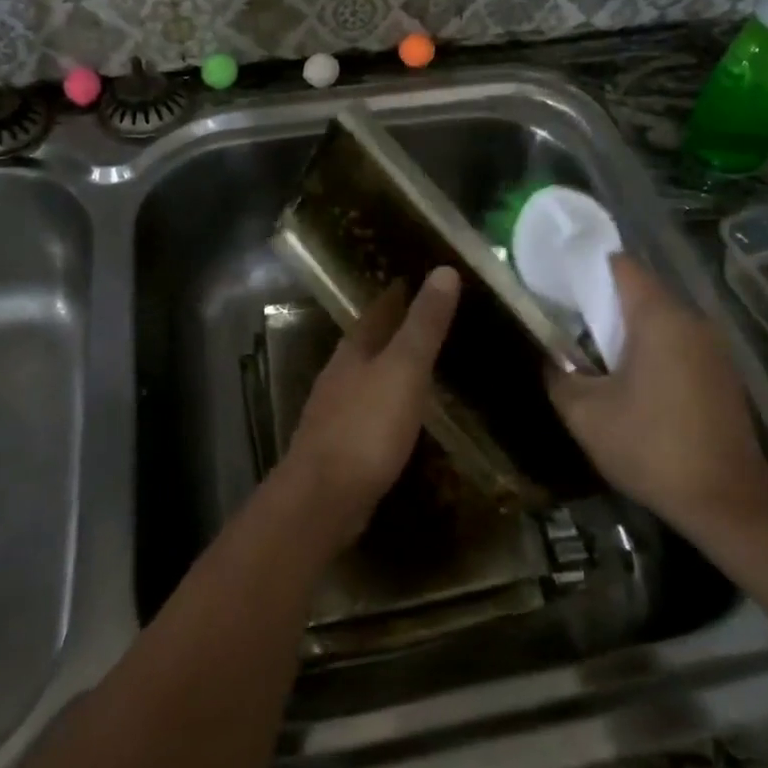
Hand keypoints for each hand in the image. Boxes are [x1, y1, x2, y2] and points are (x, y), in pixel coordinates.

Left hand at [280, 267, 460, 550]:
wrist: (323, 497)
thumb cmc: (367, 427)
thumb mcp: (403, 370)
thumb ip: (423, 324)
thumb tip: (444, 270)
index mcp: (354, 350)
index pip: (378, 309)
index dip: (398, 292)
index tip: (420, 277)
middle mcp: (340, 373)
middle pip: (369, 340)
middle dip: (394, 327)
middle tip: (429, 317)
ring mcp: (335, 409)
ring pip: (366, 375)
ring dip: (389, 365)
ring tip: (421, 362)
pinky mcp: (339, 444)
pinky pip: (368, 409)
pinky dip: (387, 400)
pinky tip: (402, 413)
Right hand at [548, 256, 767, 537]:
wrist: (728, 502)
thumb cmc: (651, 447)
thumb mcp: (586, 415)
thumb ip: (559, 376)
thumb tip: (551, 358)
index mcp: (659, 317)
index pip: (621, 266)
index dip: (587, 268)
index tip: (560, 285)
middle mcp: (692, 321)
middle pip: (641, 291)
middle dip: (604, 303)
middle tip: (568, 324)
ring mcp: (714, 348)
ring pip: (662, 320)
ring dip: (629, 331)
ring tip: (596, 356)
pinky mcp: (723, 374)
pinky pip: (679, 344)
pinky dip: (653, 351)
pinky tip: (633, 384)